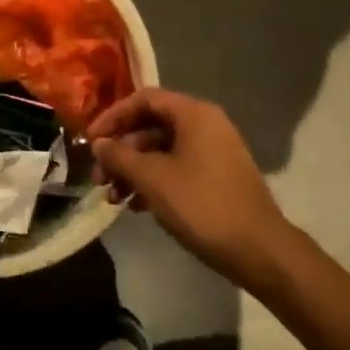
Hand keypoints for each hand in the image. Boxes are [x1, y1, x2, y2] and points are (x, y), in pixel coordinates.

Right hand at [87, 88, 291, 290]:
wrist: (258, 249)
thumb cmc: (201, 205)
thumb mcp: (152, 179)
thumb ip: (120, 156)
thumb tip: (98, 144)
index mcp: (194, 114)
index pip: (144, 99)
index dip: (113, 117)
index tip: (90, 142)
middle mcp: (205, 125)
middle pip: (151, 126)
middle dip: (120, 151)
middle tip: (98, 178)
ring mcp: (213, 152)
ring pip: (161, 151)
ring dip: (132, 170)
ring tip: (113, 198)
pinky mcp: (216, 177)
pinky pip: (176, 168)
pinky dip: (152, 182)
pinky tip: (135, 206)